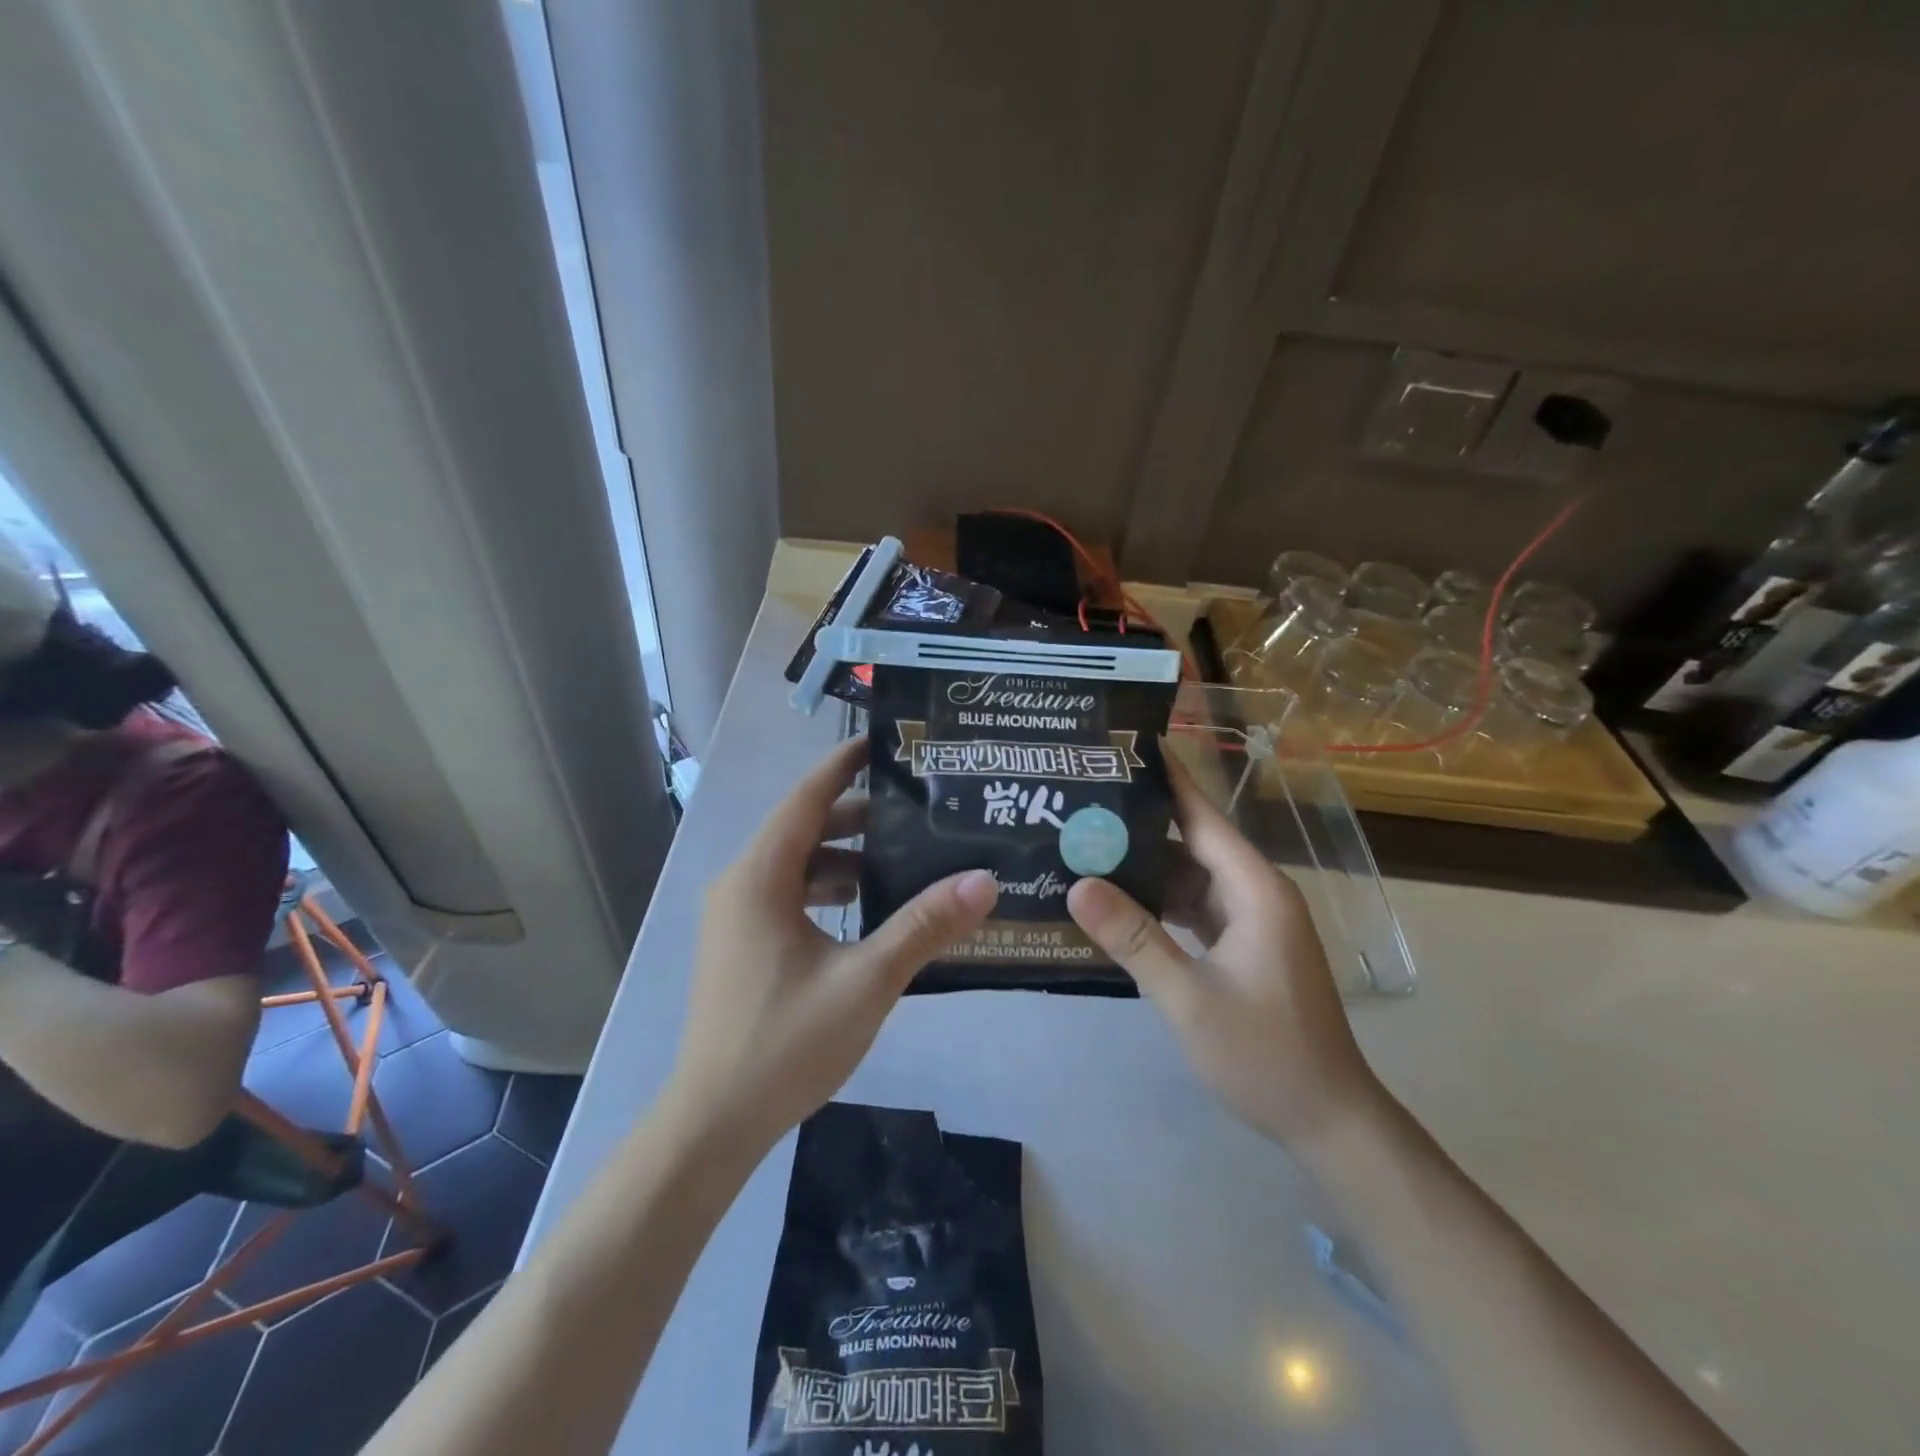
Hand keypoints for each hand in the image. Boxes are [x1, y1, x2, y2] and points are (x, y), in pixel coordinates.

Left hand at [666, 736, 997, 1150]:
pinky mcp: (743, 945)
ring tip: (907, 857)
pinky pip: (792, 896)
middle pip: (806, 829)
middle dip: (860, 815)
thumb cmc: (784, 1044)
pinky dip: (831, 891)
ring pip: (800, 866)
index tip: (887, 742)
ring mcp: (738, 917)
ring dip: (848, 857)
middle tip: (920, 808)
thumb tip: (984, 881)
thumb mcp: (866, 981)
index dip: (844, 764)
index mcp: (759, 877)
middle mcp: (741, 885)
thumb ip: (924, 927)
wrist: (714, 1123)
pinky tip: (873, 910)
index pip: (806, 798)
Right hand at [1066, 753, 1382, 1149]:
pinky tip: (1116, 904)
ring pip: (1190, 877)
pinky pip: (1194, 908)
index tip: (1123, 747)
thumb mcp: (1189, 997)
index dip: (1166, 779)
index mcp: (1254, 890)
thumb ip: (1133, 938)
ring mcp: (1251, 921)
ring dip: (1144, 867)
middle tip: (1080, 804)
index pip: (1202, 816)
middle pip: (1191, 842)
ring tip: (1085, 847)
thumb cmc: (1265, 1055)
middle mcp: (1255, 893)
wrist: (1329, 1121)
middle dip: (1138, 824)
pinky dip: (1158, 903)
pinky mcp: (1243, 947)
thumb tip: (1077, 884)